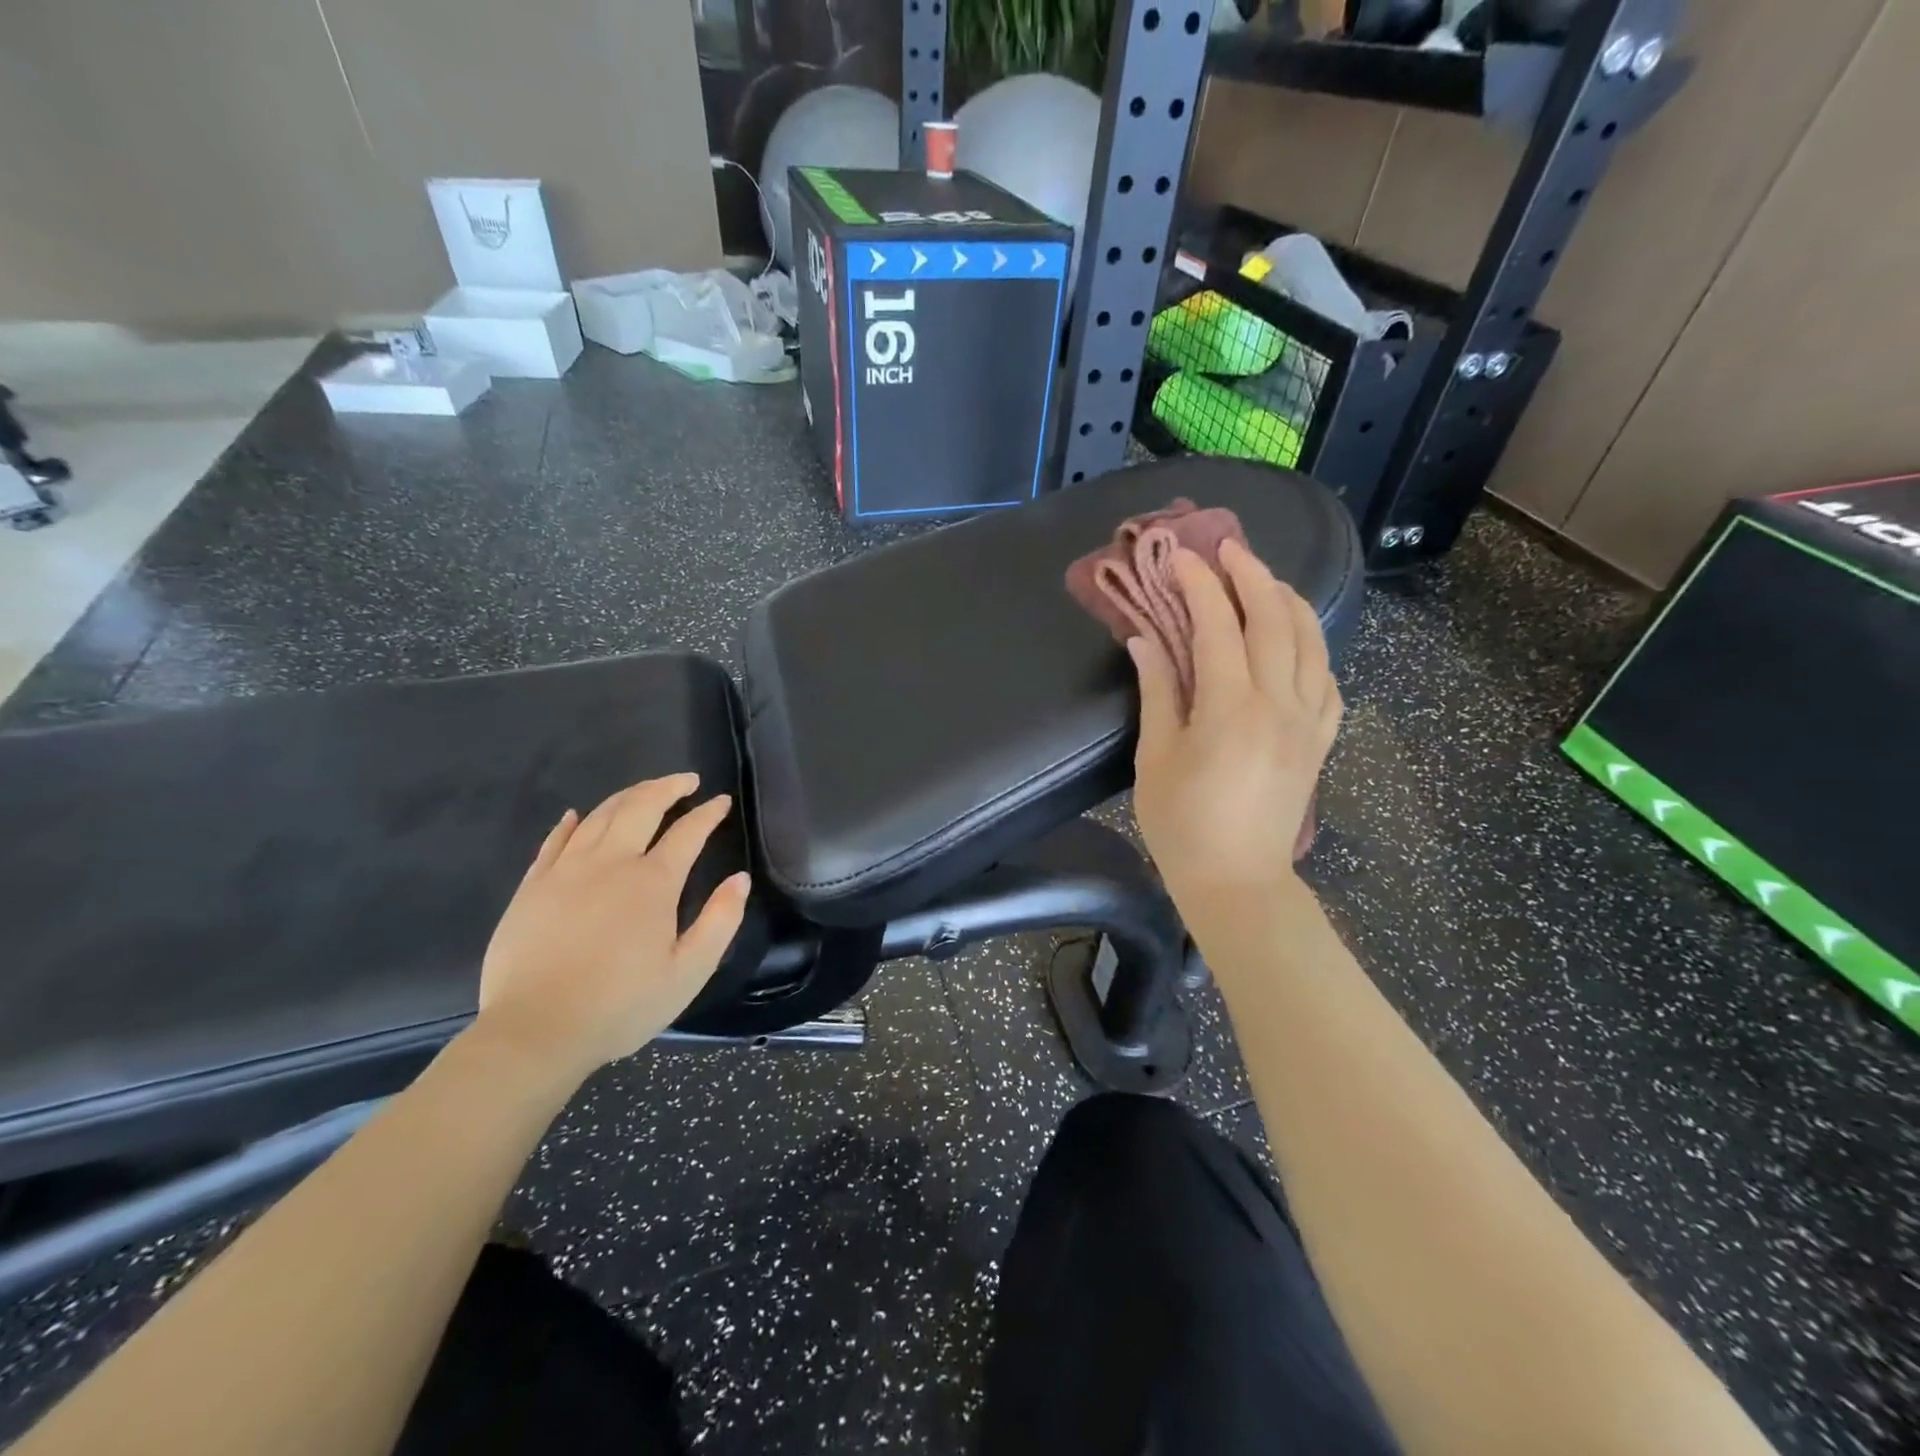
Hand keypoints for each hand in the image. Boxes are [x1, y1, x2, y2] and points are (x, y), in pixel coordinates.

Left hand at [474, 774, 749, 1082]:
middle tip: (686, 780)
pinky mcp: (532, 886)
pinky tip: (579, 815)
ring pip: (600, 815)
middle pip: (641, 807)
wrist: (534, 1032)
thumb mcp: (689, 972)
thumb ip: (720, 921)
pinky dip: (571, 822)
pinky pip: (555, 840)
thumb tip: (739, 879)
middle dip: (668, 787)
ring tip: (645, 791)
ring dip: (627, 795)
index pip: (688, 832)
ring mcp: (566, 871)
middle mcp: (611, 863)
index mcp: (653, 883)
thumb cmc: (621, 1006)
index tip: (720, 801)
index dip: (707, 813)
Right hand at [1129, 538, 1341, 905]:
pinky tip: (1297, 640)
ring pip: (1311, 641)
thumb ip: (1157, 692)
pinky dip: (1313, 647)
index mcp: (1230, 707)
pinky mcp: (1320, 739)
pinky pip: (1327, 679)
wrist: (1238, 881)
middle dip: (1250, 574)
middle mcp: (1278, 703)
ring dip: (1287, 600)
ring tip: (1264, 579)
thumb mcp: (1155, 759)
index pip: (1218, 626)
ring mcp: (1308, 720)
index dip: (1199, 585)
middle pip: (1273, 619)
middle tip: (1227, 547)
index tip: (1179, 557)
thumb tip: (1146, 641)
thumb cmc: (1183, 825)